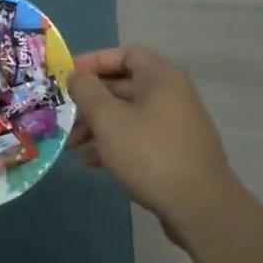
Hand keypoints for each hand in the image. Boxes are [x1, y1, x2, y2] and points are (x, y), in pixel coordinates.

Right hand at [67, 49, 246, 243]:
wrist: (199, 207)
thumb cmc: (149, 153)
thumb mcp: (108, 118)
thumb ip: (87, 91)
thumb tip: (76, 76)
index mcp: (160, 78)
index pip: (124, 55)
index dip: (93, 62)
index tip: (67, 77)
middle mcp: (171, 95)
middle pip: (123, 87)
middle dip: (90, 101)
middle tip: (63, 115)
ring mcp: (174, 126)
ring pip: (127, 115)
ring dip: (97, 126)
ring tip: (71, 146)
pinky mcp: (174, 153)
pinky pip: (137, 138)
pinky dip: (113, 144)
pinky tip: (90, 162)